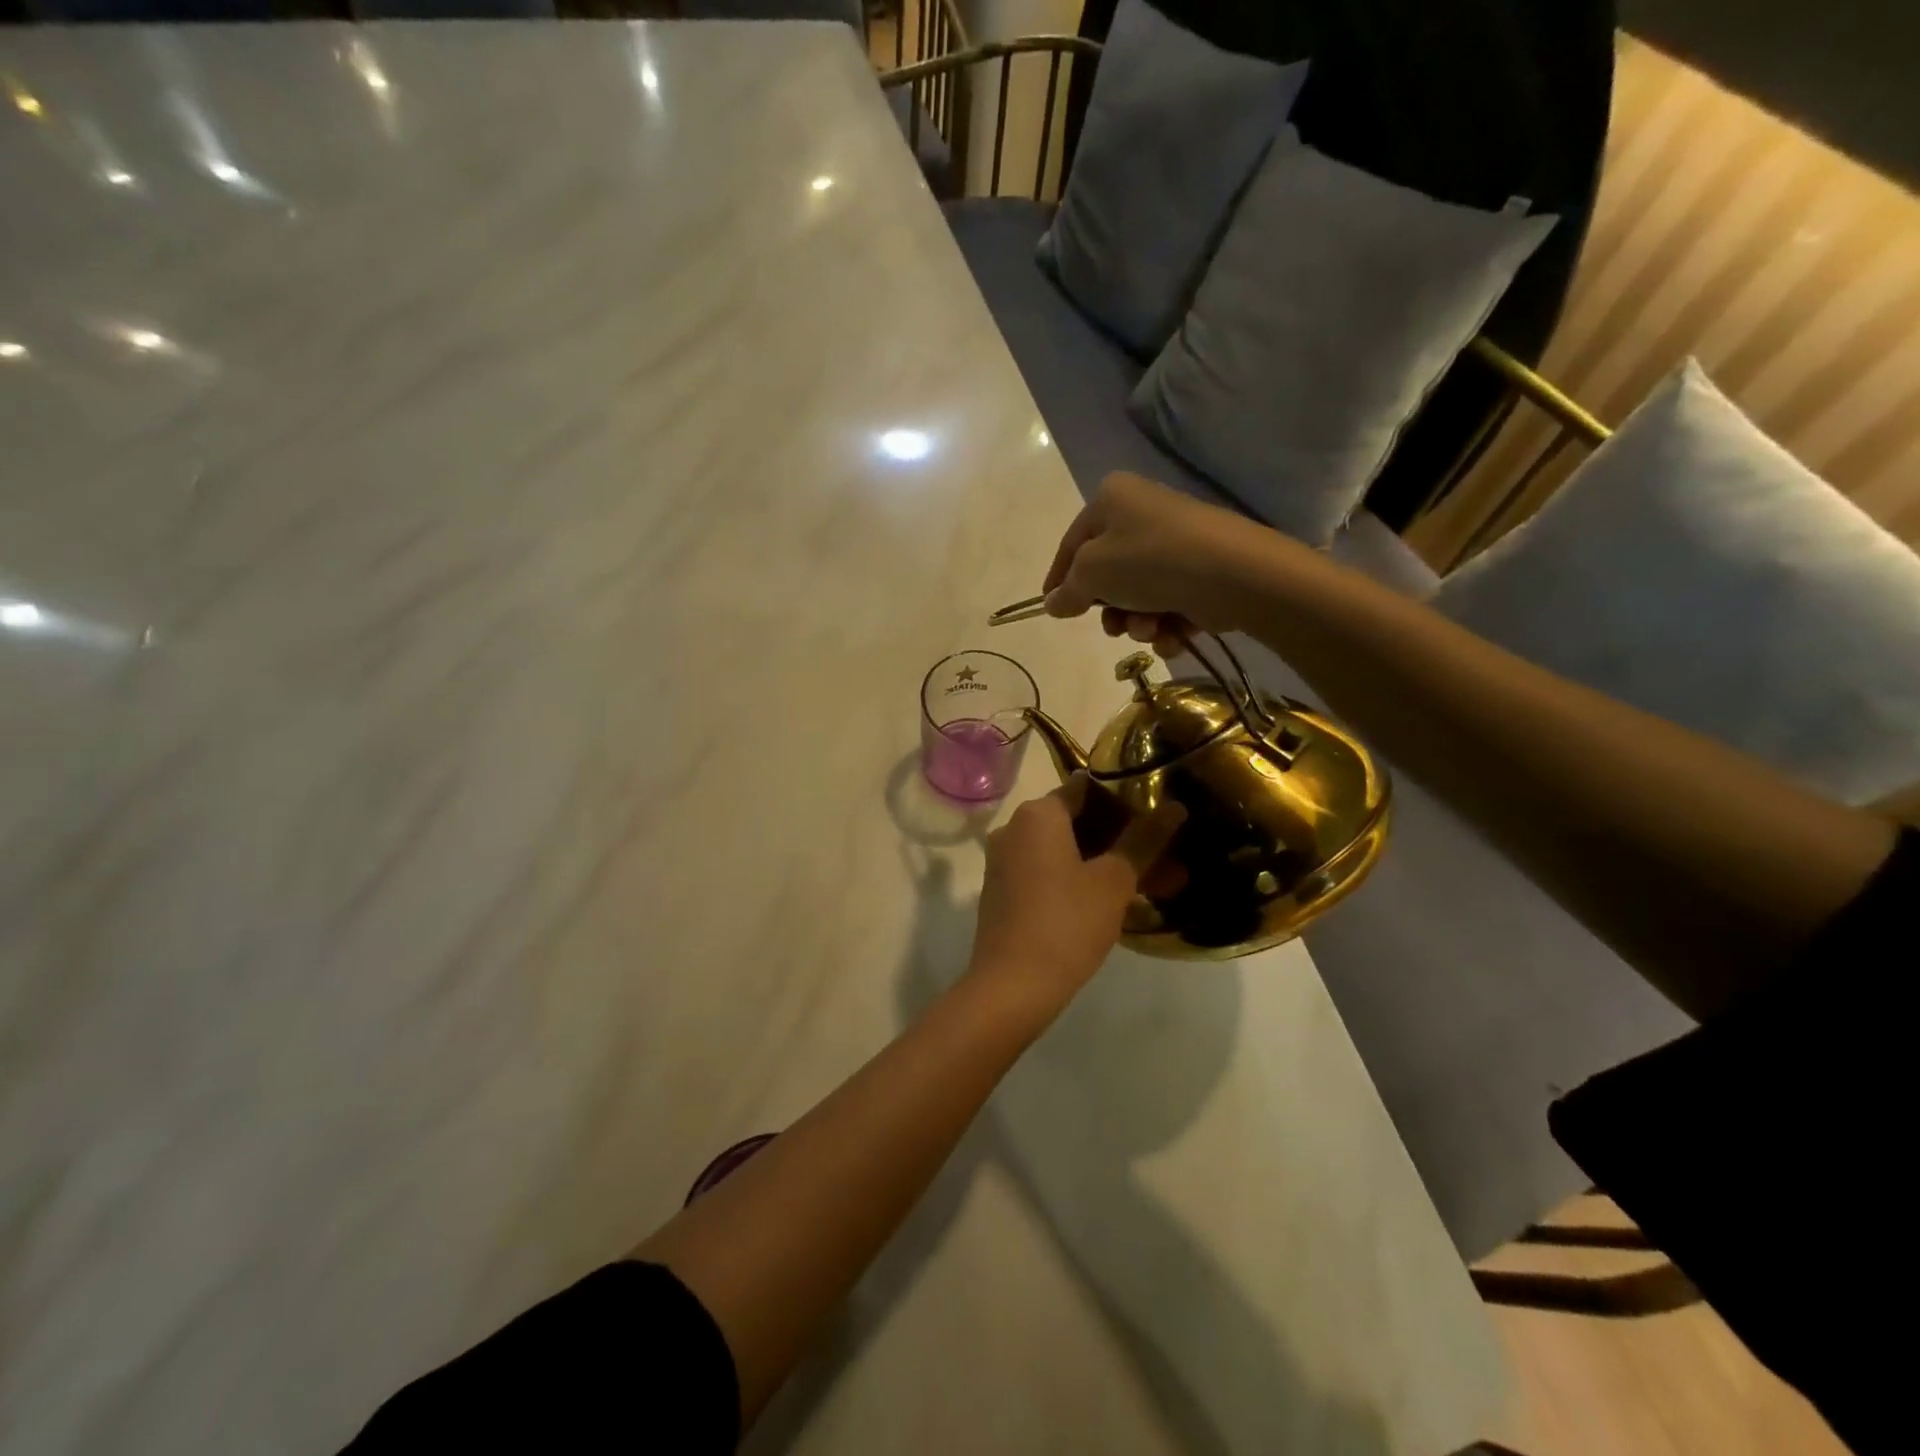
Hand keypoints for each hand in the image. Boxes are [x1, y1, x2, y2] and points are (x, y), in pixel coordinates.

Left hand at [968, 775, 1185, 1011]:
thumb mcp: (1114, 881)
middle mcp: (1014, 828)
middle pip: (1078, 821)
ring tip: (1158, 885)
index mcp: (1037, 814)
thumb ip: (1144, 840)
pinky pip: (1050, 873)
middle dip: (1124, 840)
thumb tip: (1174, 806)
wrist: (1012, 986)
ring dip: (1109, 864)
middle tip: (1168, 858)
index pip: (1087, 788)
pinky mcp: (1005, 892)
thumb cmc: (1067, 923)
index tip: (1159, 817)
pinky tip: (1118, 902)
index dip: (1126, 800)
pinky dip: (1082, 880)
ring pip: (1068, 851)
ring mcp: (1005, 861)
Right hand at [1042, 471, 1273, 649]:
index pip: (1072, 543)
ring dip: (1138, 622)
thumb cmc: (1150, 561)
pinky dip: (1166, 624)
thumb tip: (1053, 603)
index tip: (1052, 609)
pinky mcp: (1200, 570)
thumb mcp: (1093, 573)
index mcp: (1112, 499)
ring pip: (1138, 594)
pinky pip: (1168, 602)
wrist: (1234, 574)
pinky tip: (1173, 634)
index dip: (1058, 579)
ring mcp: (1174, 543)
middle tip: (1114, 626)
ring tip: (1151, 629)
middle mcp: (1142, 513)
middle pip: (1108, 573)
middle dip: (1110, 609)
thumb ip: (1067, 590)